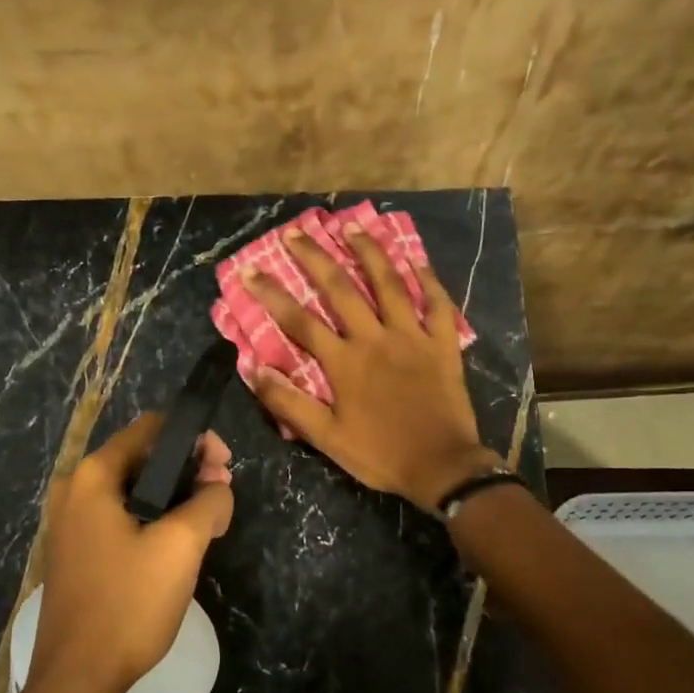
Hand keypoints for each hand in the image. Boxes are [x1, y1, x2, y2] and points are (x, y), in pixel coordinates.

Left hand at [30, 415, 234, 692]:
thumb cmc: (128, 603)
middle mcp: (74, 490)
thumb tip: (217, 487)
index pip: (150, 429)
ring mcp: (70, 523)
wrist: (77, 678)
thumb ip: (209, 501)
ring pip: (134, 491)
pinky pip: (120, 518)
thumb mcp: (181, 546)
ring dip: (174, 497)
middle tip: (222, 496)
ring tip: (209, 522)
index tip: (225, 466)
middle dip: (188, 470)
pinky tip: (178, 545)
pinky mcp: (76, 552)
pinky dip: (153, 519)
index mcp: (92, 476)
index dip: (195, 438)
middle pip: (142, 458)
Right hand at [242, 223, 499, 512]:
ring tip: (352, 226)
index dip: (271, 294)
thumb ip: (290, 404)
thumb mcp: (327, 438)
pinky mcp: (443, 344)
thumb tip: (254, 370)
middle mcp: (375, 338)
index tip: (250, 269)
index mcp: (344, 362)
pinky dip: (428, 280)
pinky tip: (416, 259)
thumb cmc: (380, 454)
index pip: (299, 321)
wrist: (442, 467)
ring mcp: (412, 337)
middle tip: (296, 232)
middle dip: (315, 258)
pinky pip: (437, 304)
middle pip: (340, 289)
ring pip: (389, 284)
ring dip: (369, 252)